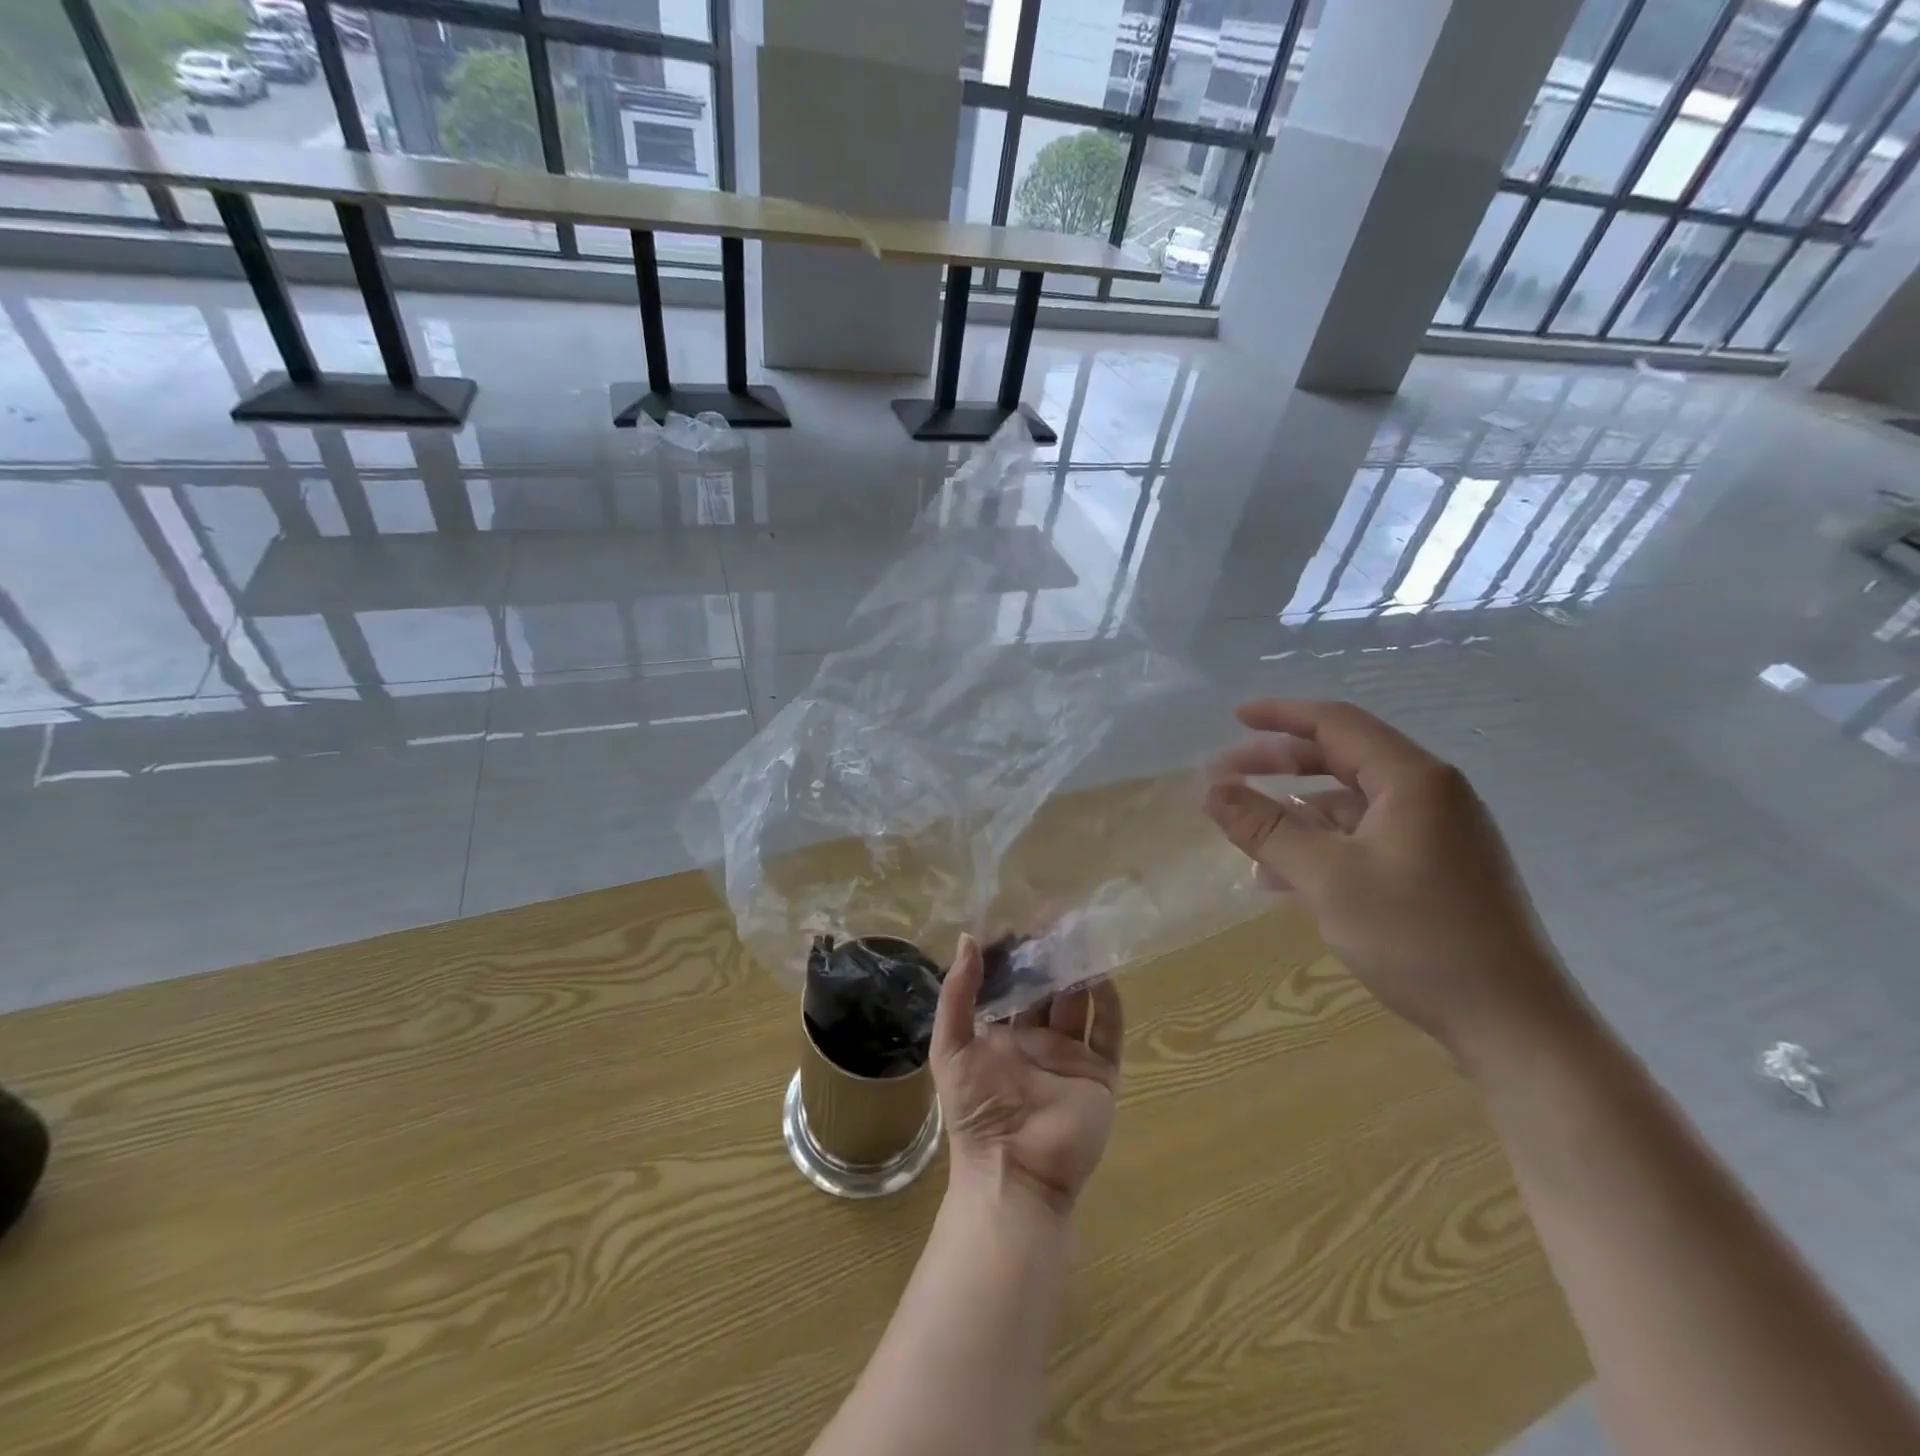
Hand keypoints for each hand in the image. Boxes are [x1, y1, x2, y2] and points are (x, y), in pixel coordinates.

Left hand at [931, 935, 1123, 1214]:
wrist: (1014, 1172)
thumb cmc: (976, 1110)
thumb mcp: (950, 1047)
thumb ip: (957, 994)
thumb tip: (967, 938)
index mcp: (1001, 1034)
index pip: (1011, 984)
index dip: (1016, 956)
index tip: (1021, 920)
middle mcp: (1037, 1040)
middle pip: (1048, 989)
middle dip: (1051, 957)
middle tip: (1058, 920)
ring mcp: (1069, 1057)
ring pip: (1079, 1004)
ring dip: (1081, 972)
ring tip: (1082, 937)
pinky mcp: (1098, 1074)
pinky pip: (1108, 1033)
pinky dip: (1109, 1005)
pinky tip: (1103, 977)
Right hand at [1202, 698, 1574, 1062]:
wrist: (1514, 1025)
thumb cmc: (1417, 938)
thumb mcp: (1327, 879)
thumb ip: (1265, 829)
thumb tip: (1211, 791)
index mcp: (1413, 781)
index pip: (1337, 724)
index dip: (1280, 716)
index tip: (1233, 717)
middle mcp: (1431, 794)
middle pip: (1342, 758)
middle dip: (1280, 764)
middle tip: (1226, 776)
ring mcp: (1439, 833)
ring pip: (1351, 804)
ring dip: (1296, 812)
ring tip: (1247, 837)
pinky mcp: (1438, 868)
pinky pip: (1366, 838)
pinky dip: (1323, 845)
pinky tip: (1285, 878)